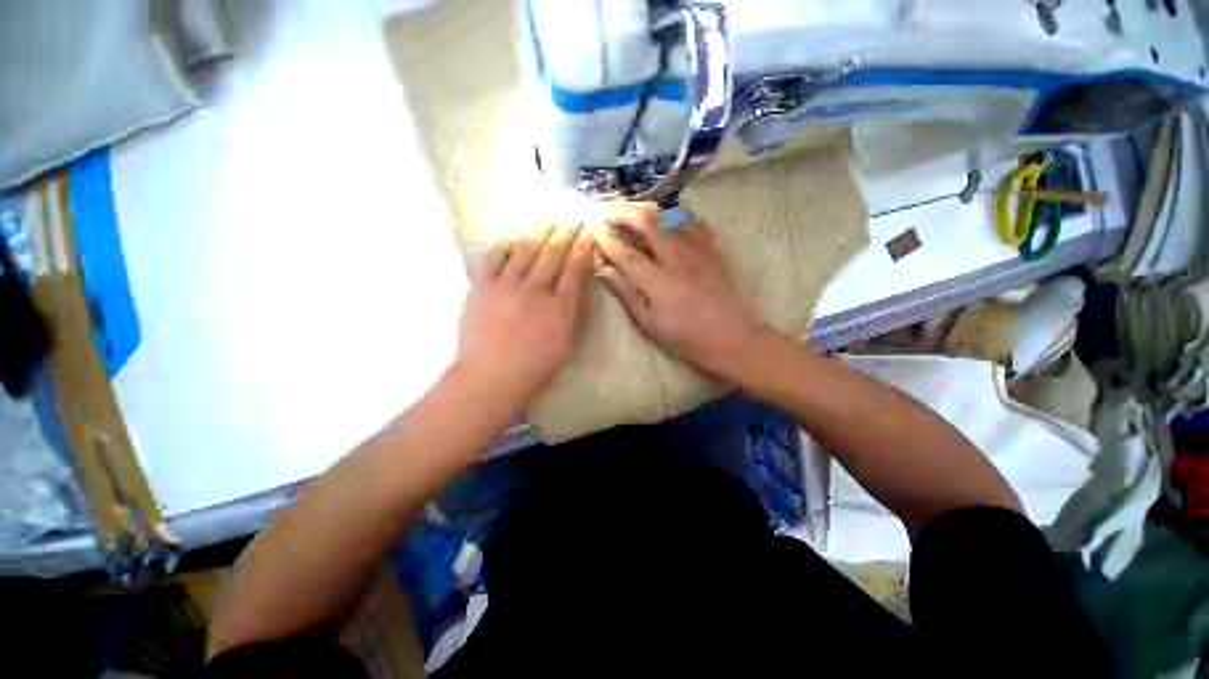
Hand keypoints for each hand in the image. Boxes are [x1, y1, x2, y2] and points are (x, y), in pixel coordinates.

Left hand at [453, 222, 594, 409]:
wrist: (489, 378)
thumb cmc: (535, 368)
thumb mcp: (567, 344)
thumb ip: (574, 312)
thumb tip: (579, 285)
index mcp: (560, 306)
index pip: (576, 267)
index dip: (583, 247)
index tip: (588, 233)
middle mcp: (536, 289)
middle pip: (554, 252)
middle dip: (566, 231)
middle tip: (572, 217)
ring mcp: (506, 285)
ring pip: (526, 248)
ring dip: (540, 230)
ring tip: (549, 220)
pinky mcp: (482, 286)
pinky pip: (495, 256)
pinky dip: (506, 243)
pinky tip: (514, 237)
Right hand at [594, 202, 766, 380]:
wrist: (732, 339)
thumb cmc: (686, 338)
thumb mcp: (650, 324)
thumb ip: (626, 293)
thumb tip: (603, 270)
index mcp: (660, 283)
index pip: (626, 253)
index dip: (607, 239)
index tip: (593, 228)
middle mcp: (679, 258)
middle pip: (648, 221)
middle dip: (623, 211)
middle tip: (607, 210)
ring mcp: (699, 249)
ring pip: (669, 214)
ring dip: (646, 208)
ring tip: (630, 210)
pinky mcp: (713, 248)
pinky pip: (691, 220)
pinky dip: (672, 213)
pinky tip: (663, 217)